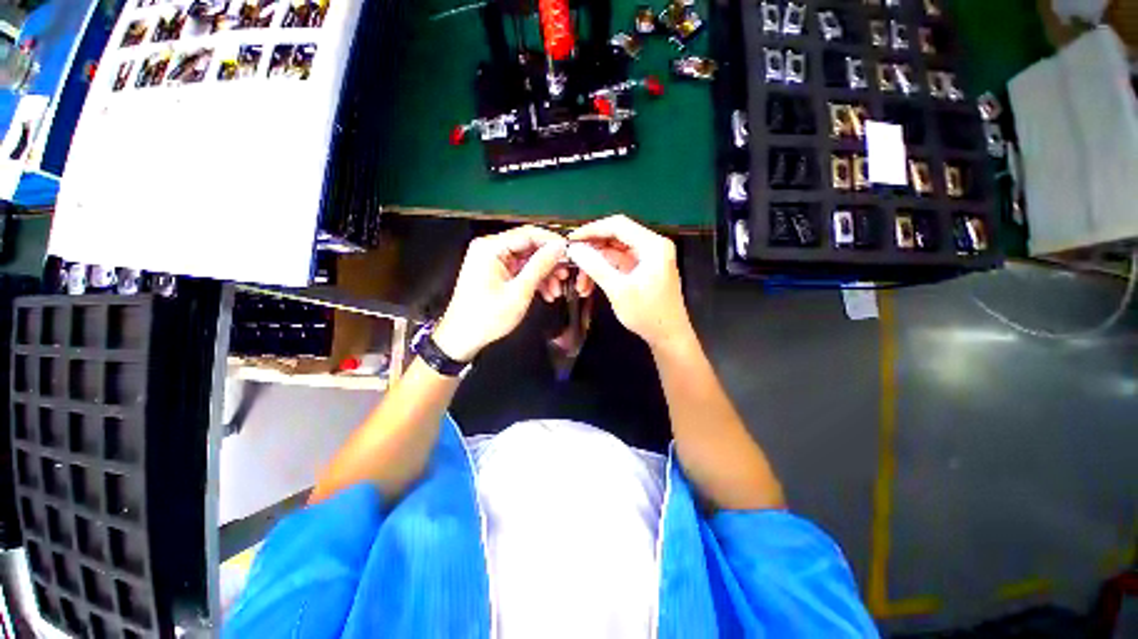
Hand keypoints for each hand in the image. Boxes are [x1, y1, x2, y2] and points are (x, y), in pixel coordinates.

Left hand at [434, 226, 567, 361]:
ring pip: (527, 260)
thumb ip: (540, 266)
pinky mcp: (496, 273)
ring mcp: (492, 261)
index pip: (528, 234)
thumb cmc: (486, 317)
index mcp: (490, 248)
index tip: (569, 252)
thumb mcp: (519, 292)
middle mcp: (490, 249)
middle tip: (565, 274)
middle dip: (549, 263)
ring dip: (544, 274)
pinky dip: (534, 280)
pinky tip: (546, 293)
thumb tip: (558, 248)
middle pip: (528, 247)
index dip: (551, 242)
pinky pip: (520, 270)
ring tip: (556, 290)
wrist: (463, 338)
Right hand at [566, 215, 692, 349]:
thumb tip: (574, 249)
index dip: (592, 230)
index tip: (571, 240)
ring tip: (579, 284)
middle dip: (592, 251)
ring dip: (595, 265)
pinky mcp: (642, 270)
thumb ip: (595, 266)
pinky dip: (603, 272)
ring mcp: (647, 258)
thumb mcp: (618, 290)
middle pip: (615, 237)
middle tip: (571, 261)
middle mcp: (652, 246)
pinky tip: (588, 286)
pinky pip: (618, 264)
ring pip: (614, 253)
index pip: (618, 225)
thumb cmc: (647, 313)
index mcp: (653, 245)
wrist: (668, 336)